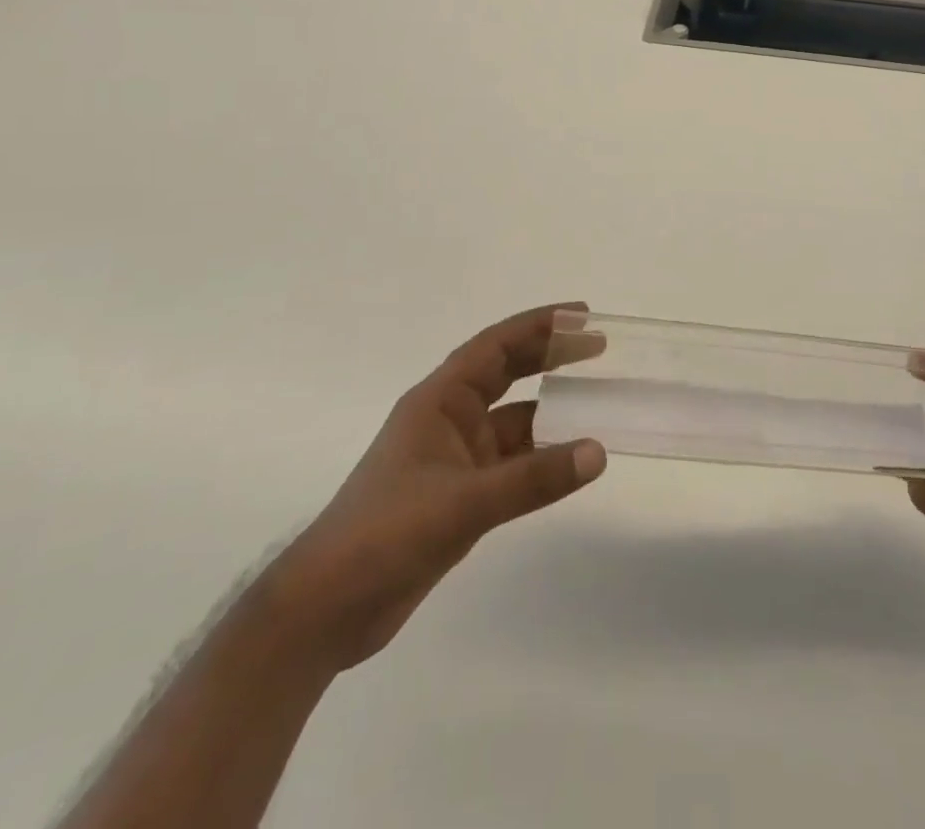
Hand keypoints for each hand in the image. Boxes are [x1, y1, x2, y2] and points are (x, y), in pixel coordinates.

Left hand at [269, 304, 606, 671]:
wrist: (327, 609)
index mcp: (438, 402)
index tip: (581, 314)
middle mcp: (448, 420)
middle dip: (549, 356)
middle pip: (506, 373)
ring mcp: (453, 459)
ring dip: (550, 410)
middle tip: (597, 345)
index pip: (495, 347)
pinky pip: (512, 462)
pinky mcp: (459, 496)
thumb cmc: (385, 534)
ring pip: (513, 421)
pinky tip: (570, 461)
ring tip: (597, 402)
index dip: (538, 325)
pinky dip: (541, 457)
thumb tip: (598, 452)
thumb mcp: (463, 503)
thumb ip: (533, 479)